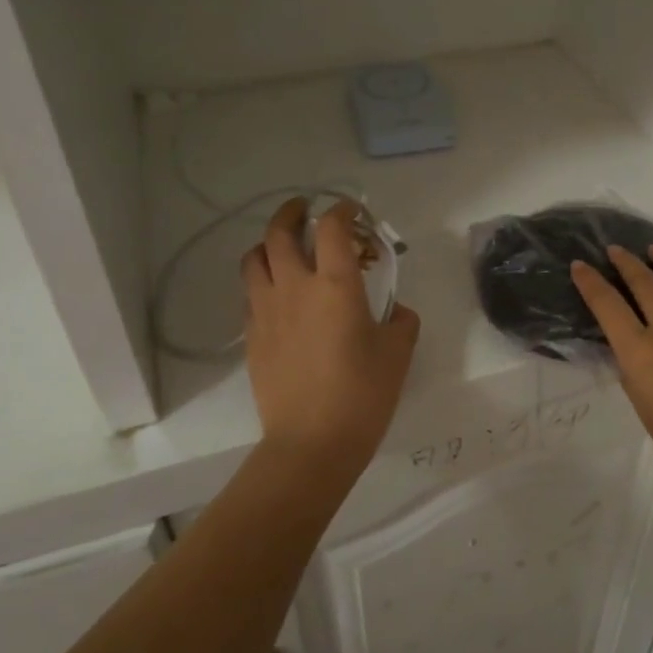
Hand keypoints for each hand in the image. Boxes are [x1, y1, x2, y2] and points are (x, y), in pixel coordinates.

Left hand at [242, 198, 419, 476]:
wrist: (311, 443)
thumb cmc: (362, 394)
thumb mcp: (398, 353)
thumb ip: (401, 321)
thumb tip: (394, 312)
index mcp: (336, 285)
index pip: (332, 228)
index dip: (342, 210)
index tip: (352, 211)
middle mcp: (295, 287)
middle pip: (280, 232)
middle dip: (292, 213)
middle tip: (305, 210)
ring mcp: (266, 311)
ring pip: (254, 259)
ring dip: (268, 243)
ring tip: (283, 247)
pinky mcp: (251, 336)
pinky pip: (251, 293)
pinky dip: (262, 279)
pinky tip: (278, 293)